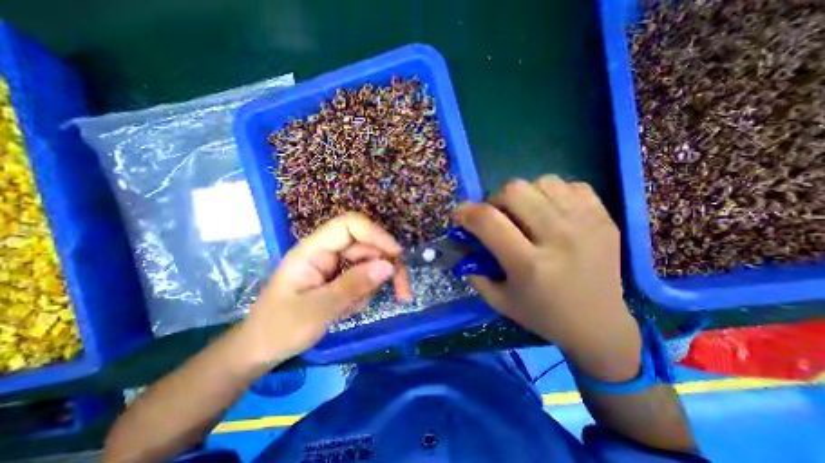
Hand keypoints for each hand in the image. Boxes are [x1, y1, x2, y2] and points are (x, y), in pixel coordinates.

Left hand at [233, 212, 412, 370]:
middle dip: (387, 267)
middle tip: (404, 293)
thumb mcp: (319, 309)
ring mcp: (333, 265)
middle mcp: (326, 252)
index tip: (396, 254)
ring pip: (368, 263)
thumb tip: (388, 266)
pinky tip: (348, 310)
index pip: (349, 225)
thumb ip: (354, 285)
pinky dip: (364, 294)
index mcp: (313, 250)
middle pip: (367, 246)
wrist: (261, 350)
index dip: (376, 234)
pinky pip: (363, 278)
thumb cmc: (280, 328)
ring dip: (373, 285)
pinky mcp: (338, 277)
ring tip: (354, 310)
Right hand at [454, 175, 640, 381]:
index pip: (488, 221)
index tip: (458, 215)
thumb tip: (462, 241)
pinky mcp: (604, 217)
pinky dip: (552, 194)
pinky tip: (551, 214)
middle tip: (496, 216)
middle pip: (514, 190)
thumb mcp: (498, 299)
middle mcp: (560, 238)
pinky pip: (570, 185)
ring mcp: (587, 224)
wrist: (600, 325)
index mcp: (530, 265)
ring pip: (542, 181)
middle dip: (494, 200)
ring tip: (525, 214)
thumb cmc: (542, 314)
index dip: (465, 212)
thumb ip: (473, 269)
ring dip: (524, 195)